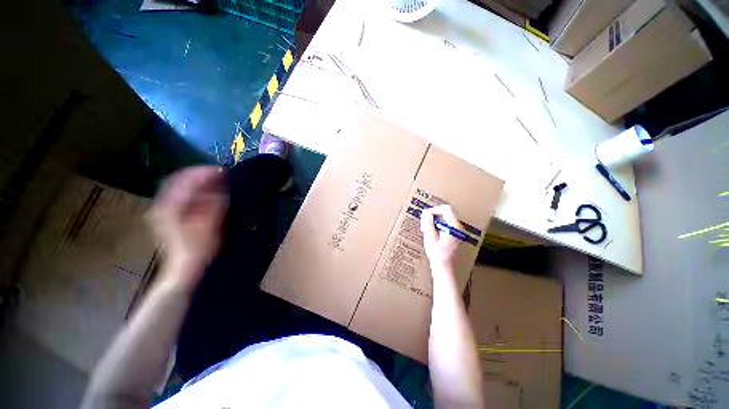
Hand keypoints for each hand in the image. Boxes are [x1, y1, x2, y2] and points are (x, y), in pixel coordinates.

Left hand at [147, 166, 227, 290]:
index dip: (204, 172)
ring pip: (181, 188)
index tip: (222, 171)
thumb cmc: (196, 249)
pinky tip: (209, 195)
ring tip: (218, 183)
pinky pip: (182, 197)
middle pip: (181, 181)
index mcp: (170, 206)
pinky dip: (196, 192)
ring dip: (200, 184)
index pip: (185, 179)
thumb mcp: (209, 225)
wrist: (182, 269)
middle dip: (202, 176)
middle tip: (222, 175)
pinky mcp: (169, 216)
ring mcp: (164, 210)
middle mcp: (163, 204)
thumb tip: (222, 187)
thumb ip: (215, 204)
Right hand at [420, 205, 461, 269]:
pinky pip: (444, 225)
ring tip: (426, 231)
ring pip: (443, 219)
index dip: (434, 210)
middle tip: (424, 226)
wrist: (444, 268)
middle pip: (444, 213)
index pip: (445, 209)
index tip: (425, 216)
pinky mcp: (453, 235)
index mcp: (454, 226)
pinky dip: (436, 227)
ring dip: (433, 222)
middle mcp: (458, 227)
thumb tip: (426, 212)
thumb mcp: (430, 237)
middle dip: (432, 217)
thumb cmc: (438, 254)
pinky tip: (431, 235)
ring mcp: (456, 231)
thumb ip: (428, 223)